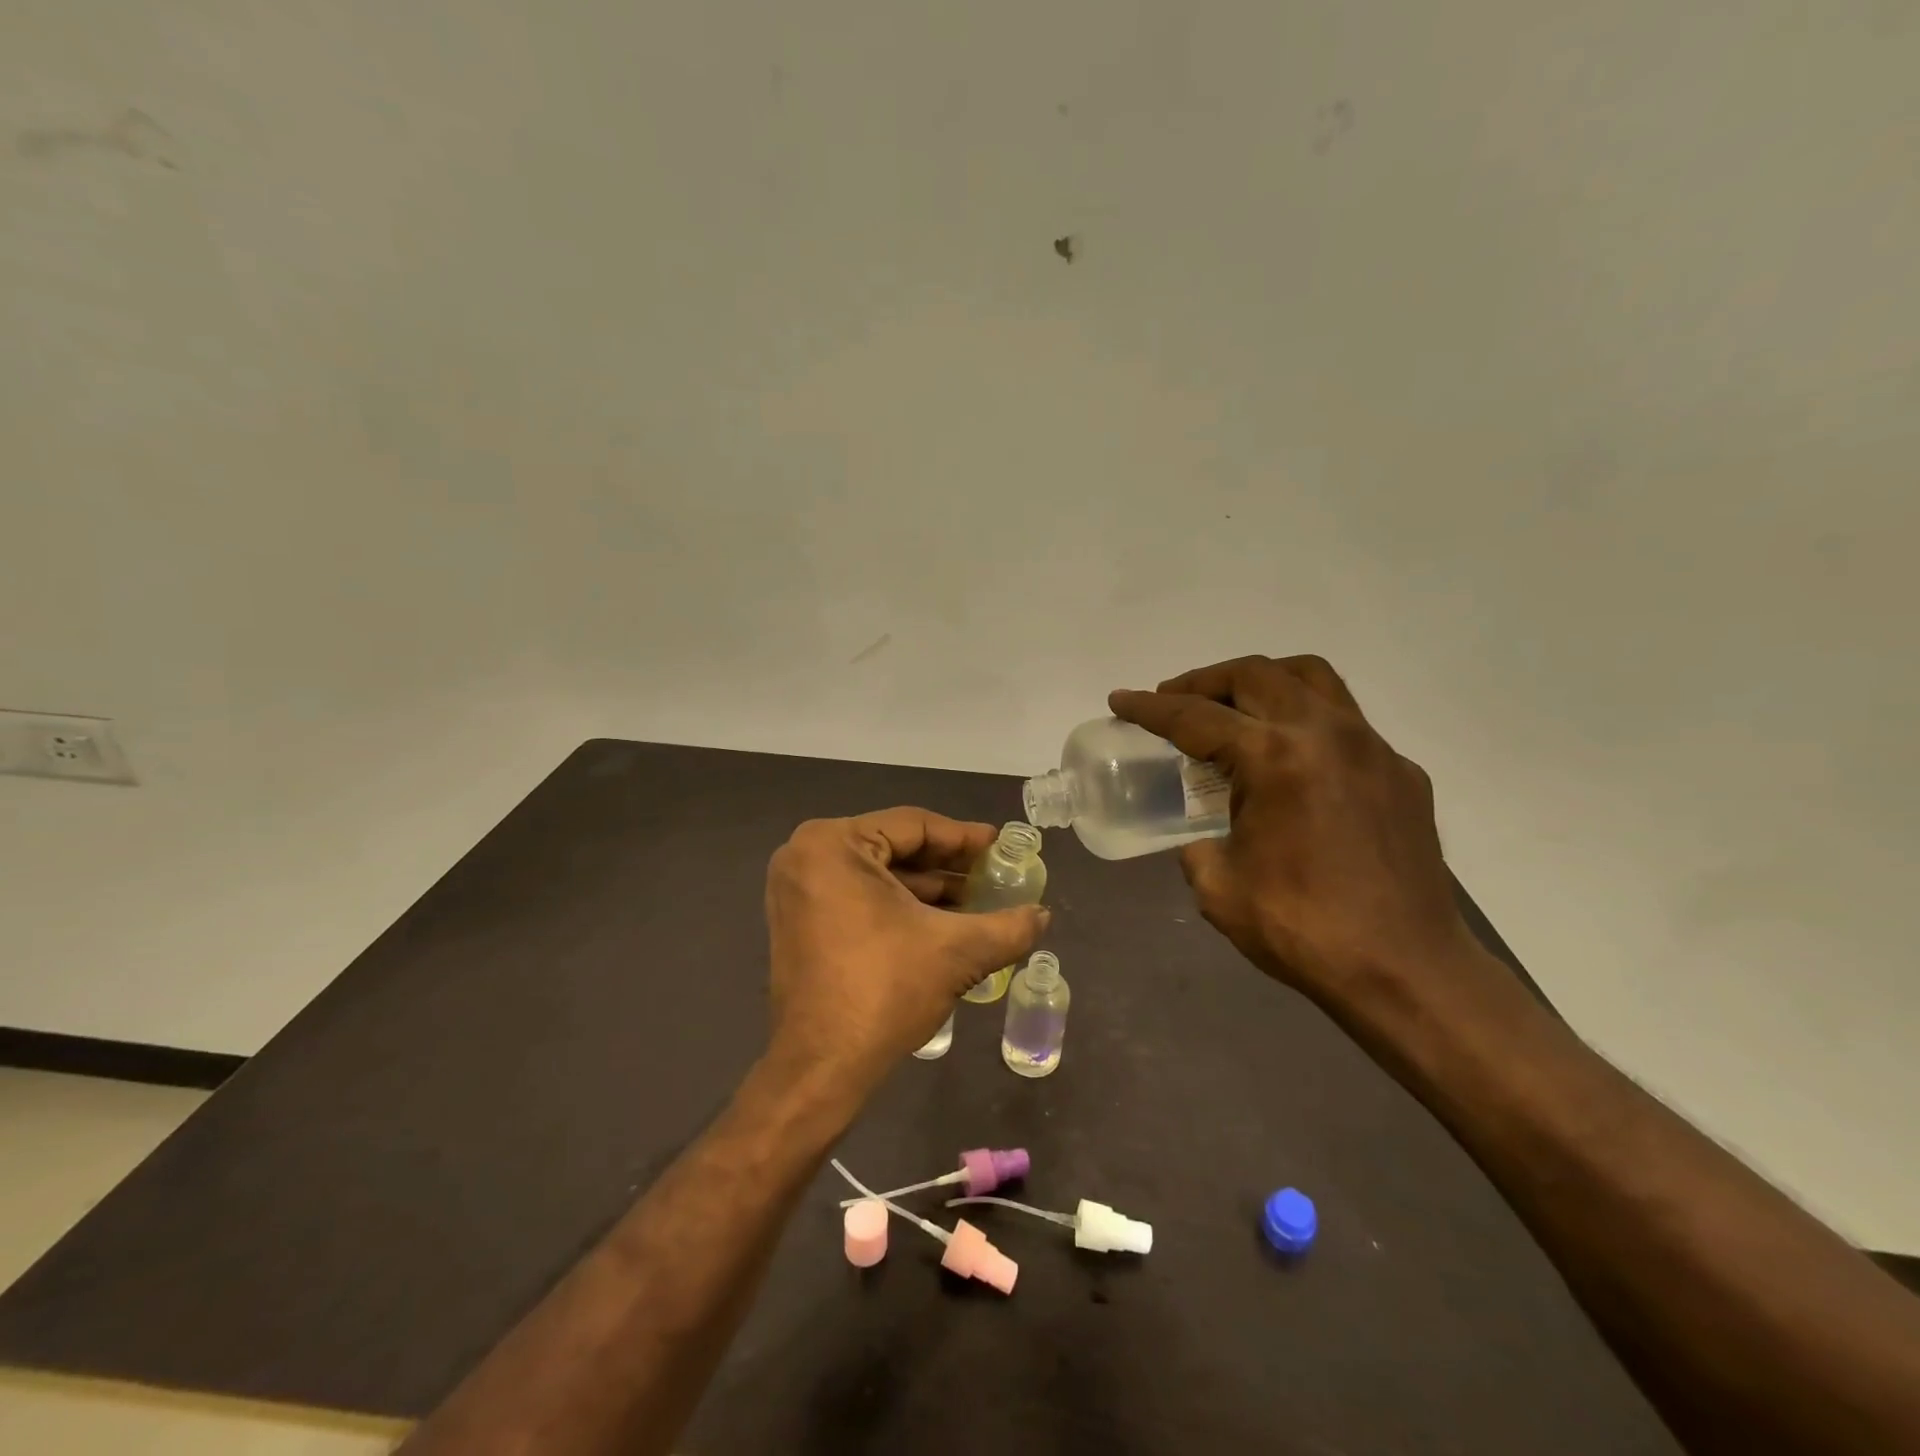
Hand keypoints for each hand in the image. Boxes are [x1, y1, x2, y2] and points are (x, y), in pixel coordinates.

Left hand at [763, 808, 1049, 1096]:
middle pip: (894, 847)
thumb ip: (1008, 927)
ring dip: (927, 888)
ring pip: (878, 874)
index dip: (964, 837)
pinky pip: (858, 895)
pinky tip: (941, 921)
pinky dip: (899, 905)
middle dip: (946, 865)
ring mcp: (797, 890)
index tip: (1000, 846)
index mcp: (832, 845)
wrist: (821, 1068)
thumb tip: (1043, 915)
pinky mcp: (799, 920)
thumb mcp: (956, 952)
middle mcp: (806, 856)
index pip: (913, 826)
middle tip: (993, 873)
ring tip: (976, 900)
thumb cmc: (884, 991)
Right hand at [1110, 655, 1476, 1003]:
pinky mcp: (1401, 772)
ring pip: (1310, 677)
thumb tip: (1203, 837)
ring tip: (1233, 705)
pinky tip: (1292, 761)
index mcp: (1274, 758)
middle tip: (1173, 700)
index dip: (1150, 708)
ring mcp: (1372, 748)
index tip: (1121, 700)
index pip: (1196, 717)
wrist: (1407, 971)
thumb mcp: (1218, 888)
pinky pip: (1345, 721)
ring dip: (1261, 680)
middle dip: (1204, 681)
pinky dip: (1304, 720)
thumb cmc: (1304, 930)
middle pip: (1254, 675)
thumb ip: (1197, 846)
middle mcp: (1326, 733)